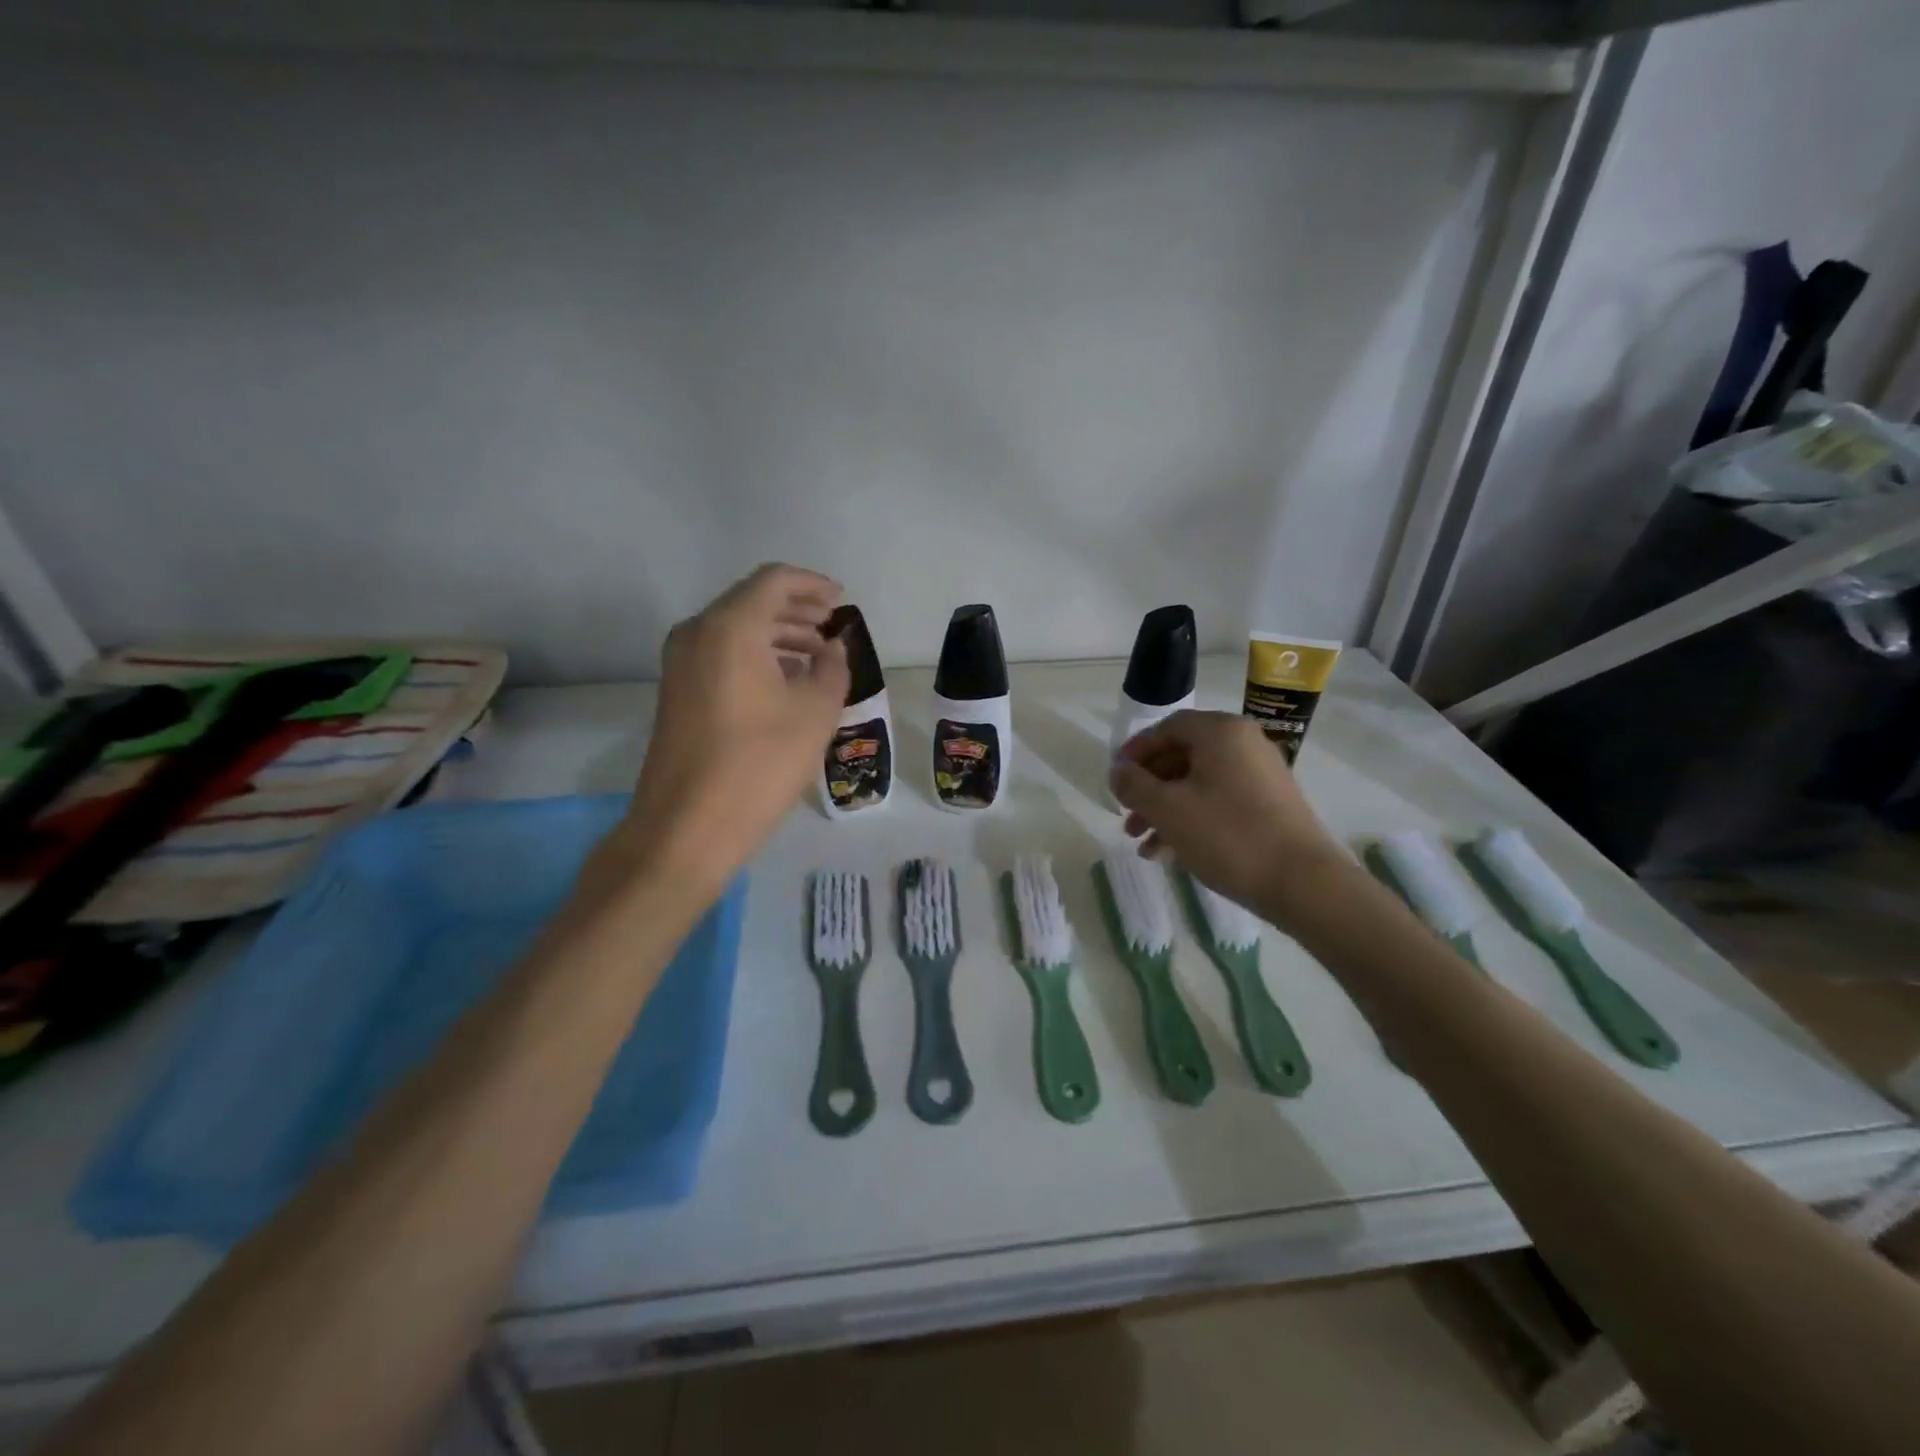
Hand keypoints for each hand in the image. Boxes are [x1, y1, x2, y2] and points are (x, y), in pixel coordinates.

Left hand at [607, 564, 849, 890]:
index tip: (841, 601)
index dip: (812, 585)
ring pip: (736, 629)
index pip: (774, 581)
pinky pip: (722, 654)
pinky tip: (786, 681)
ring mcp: (681, 663)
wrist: (687, 827)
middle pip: (751, 601)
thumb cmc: (759, 764)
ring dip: (778, 635)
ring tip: (818, 656)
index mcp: (729, 628)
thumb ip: (832, 667)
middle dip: (797, 610)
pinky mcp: (677, 691)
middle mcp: (697, 633)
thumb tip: (832, 648)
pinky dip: (757, 656)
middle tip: (833, 627)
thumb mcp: (814, 712)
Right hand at [1111, 710, 1352, 925]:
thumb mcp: (1167, 809)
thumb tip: (1118, 771)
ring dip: (1165, 810)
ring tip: (1142, 844)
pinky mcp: (1269, 806)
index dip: (1136, 752)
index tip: (1116, 779)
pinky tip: (1169, 855)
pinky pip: (1219, 802)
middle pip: (1182, 757)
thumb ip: (1134, 785)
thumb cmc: (1227, 835)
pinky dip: (1192, 821)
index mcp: (1220, 733)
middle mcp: (1243, 745)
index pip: (1167, 728)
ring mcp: (1260, 776)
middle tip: (1126, 816)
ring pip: (1198, 784)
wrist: (1303, 883)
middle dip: (1149, 789)